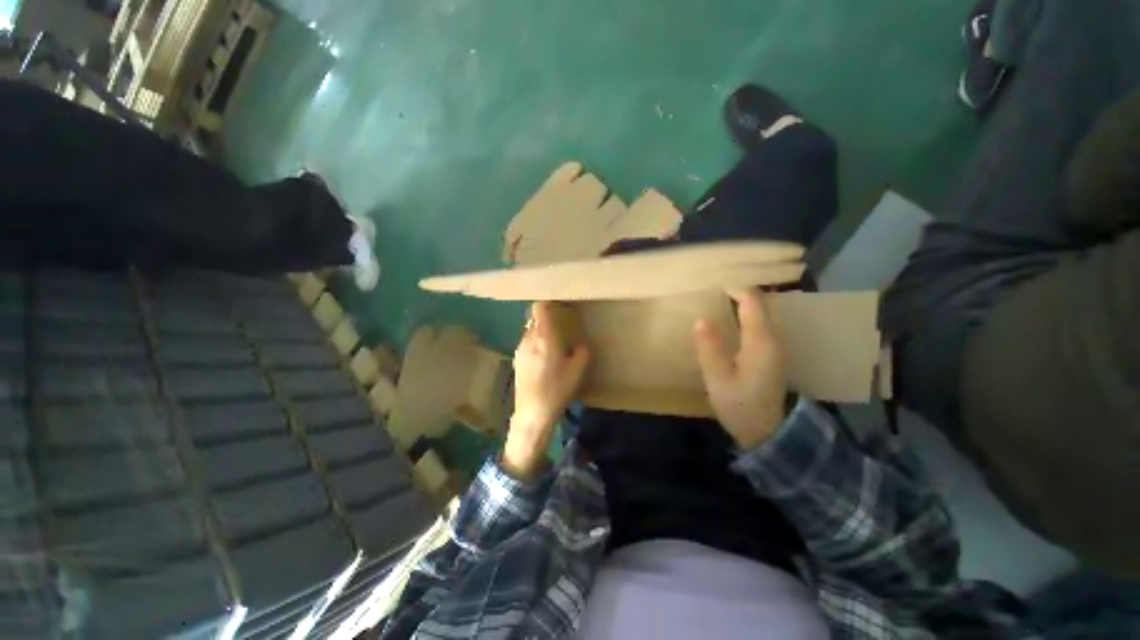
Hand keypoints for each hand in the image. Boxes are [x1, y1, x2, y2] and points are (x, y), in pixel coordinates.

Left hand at [503, 302, 589, 478]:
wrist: (533, 412)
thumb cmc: (557, 389)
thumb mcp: (577, 370)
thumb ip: (581, 352)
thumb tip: (579, 345)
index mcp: (544, 337)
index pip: (539, 308)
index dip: (547, 302)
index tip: (558, 302)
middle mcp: (529, 339)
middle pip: (534, 318)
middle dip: (546, 316)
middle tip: (560, 321)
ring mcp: (520, 349)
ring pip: (529, 330)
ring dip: (540, 330)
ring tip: (552, 340)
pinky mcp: (516, 360)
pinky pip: (526, 342)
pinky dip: (535, 342)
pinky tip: (543, 357)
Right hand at [694, 289, 787, 450]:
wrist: (769, 433)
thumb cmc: (740, 406)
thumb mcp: (718, 379)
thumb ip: (709, 348)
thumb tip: (700, 319)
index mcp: (761, 341)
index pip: (752, 302)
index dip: (735, 289)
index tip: (713, 286)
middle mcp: (775, 338)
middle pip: (761, 304)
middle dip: (739, 294)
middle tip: (712, 291)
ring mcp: (778, 346)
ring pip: (764, 313)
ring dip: (744, 304)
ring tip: (719, 302)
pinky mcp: (774, 354)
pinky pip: (763, 324)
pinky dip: (748, 316)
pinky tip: (732, 321)